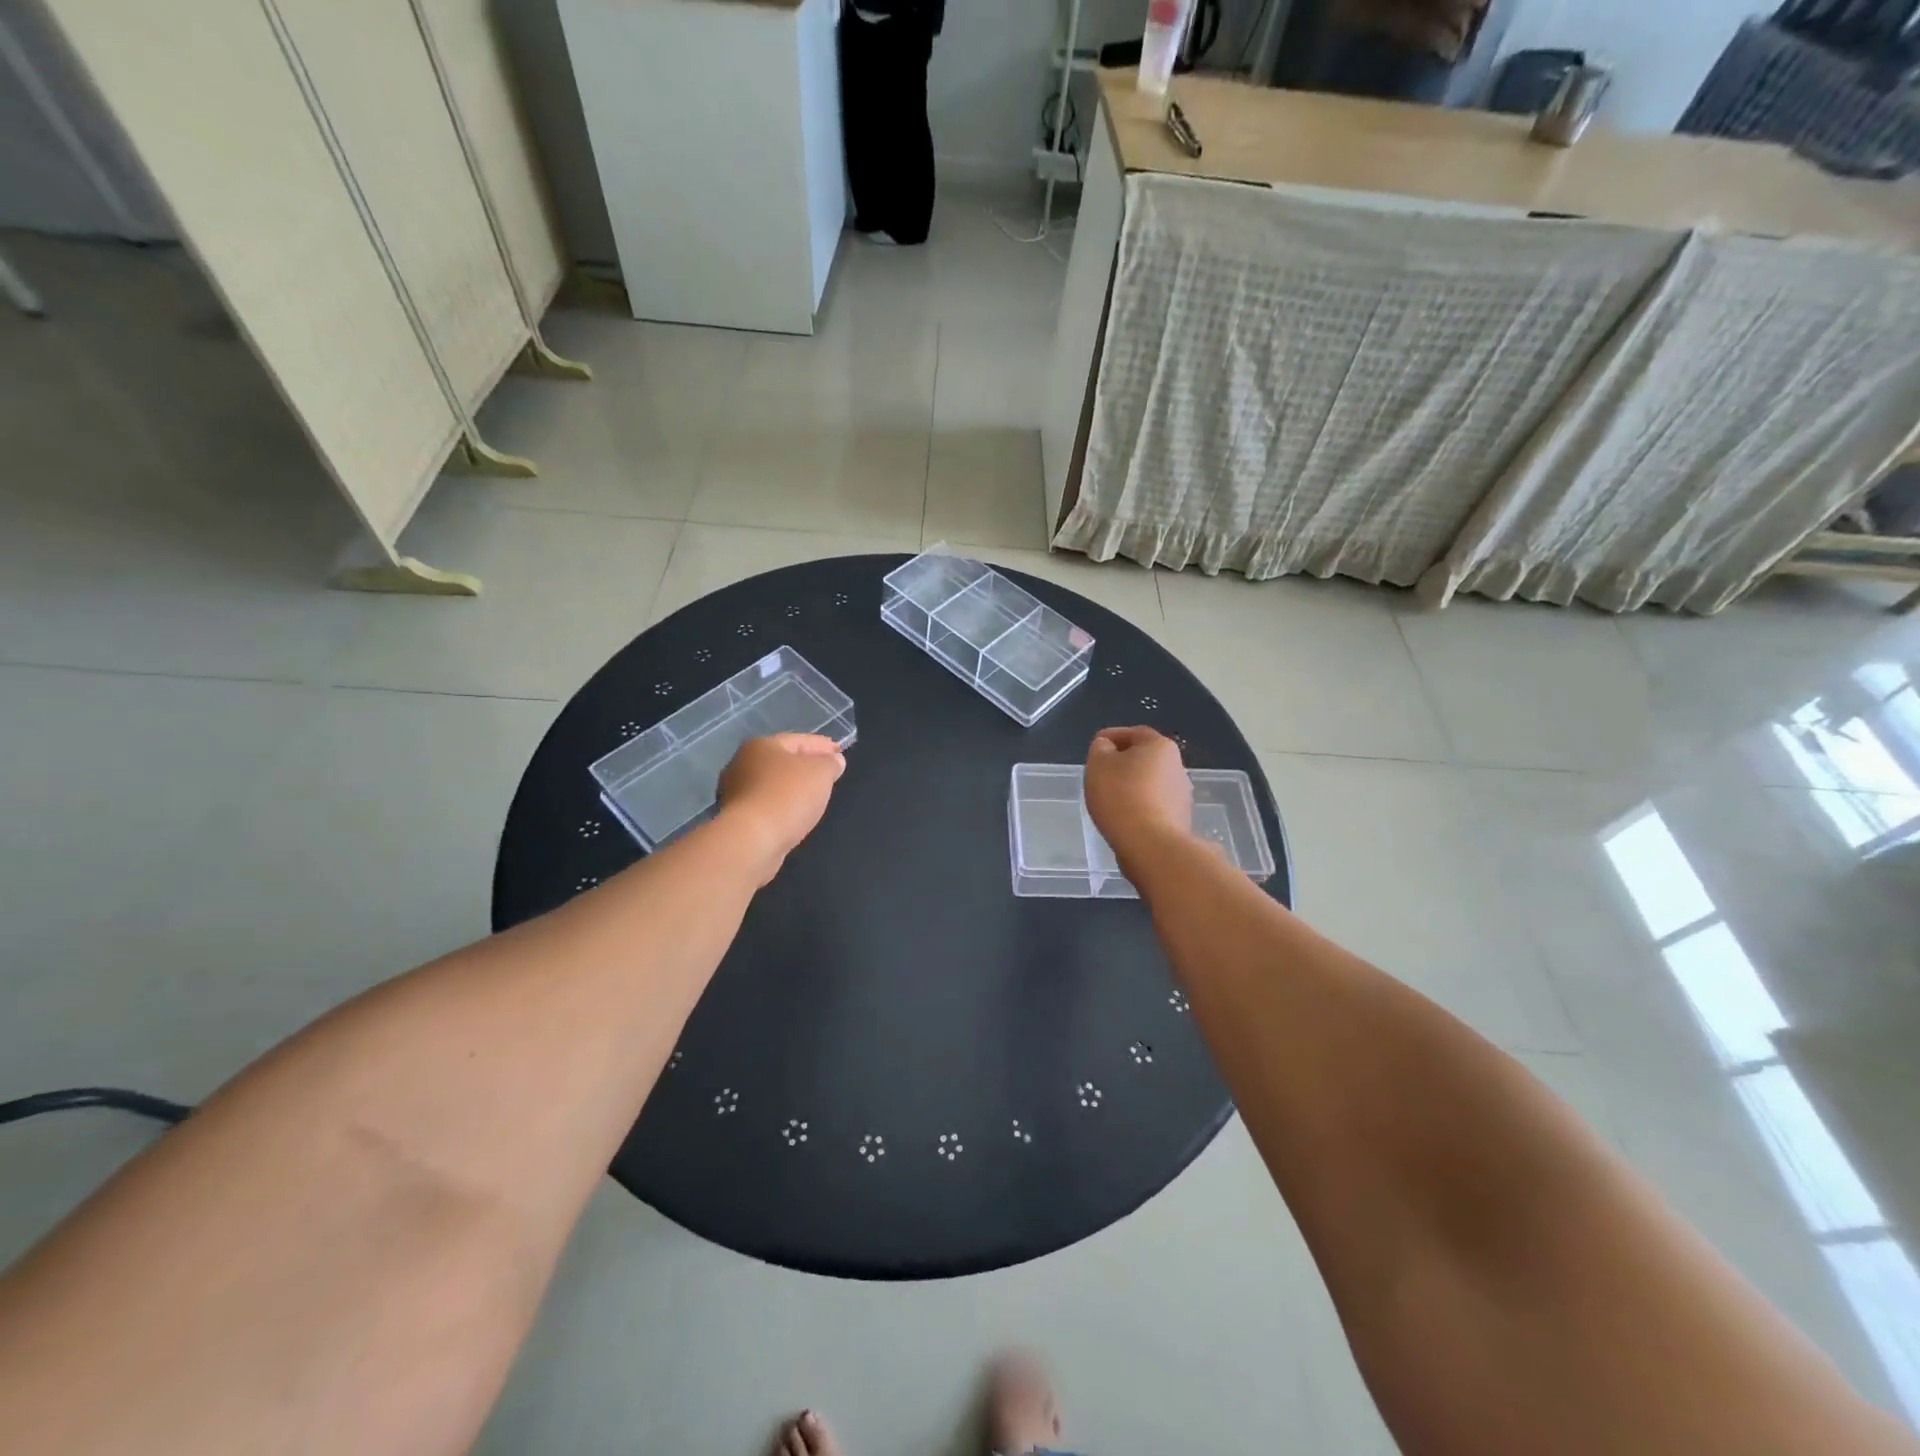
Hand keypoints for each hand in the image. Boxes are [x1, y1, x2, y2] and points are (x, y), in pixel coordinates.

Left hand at [716, 734, 846, 882]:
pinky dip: (783, 806)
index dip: (821, 745)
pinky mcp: (736, 819)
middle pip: (782, 761)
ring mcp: (735, 792)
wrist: (752, 840)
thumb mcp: (821, 773)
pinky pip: (767, 805)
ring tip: (814, 796)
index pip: (798, 740)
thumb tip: (833, 760)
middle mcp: (742, 764)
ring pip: (773, 784)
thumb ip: (830, 763)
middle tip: (827, 773)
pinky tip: (795, 815)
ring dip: (793, 788)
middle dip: (805, 765)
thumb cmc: (788, 796)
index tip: (839, 752)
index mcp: (761, 745)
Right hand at [1084, 726, 1191, 863]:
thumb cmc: (1121, 796)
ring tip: (1110, 798)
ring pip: (1151, 782)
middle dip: (1124, 762)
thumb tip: (1107, 748)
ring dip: (1133, 785)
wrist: (1151, 844)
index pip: (1133, 733)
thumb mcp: (1098, 764)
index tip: (1095, 745)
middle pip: (1145, 757)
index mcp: (1160, 746)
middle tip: (1101, 772)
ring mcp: (1182, 794)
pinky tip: (1124, 816)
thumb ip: (1100, 748)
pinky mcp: (1180, 819)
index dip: (1112, 736)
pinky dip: (1139, 805)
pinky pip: (1154, 804)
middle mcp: (1177, 765)